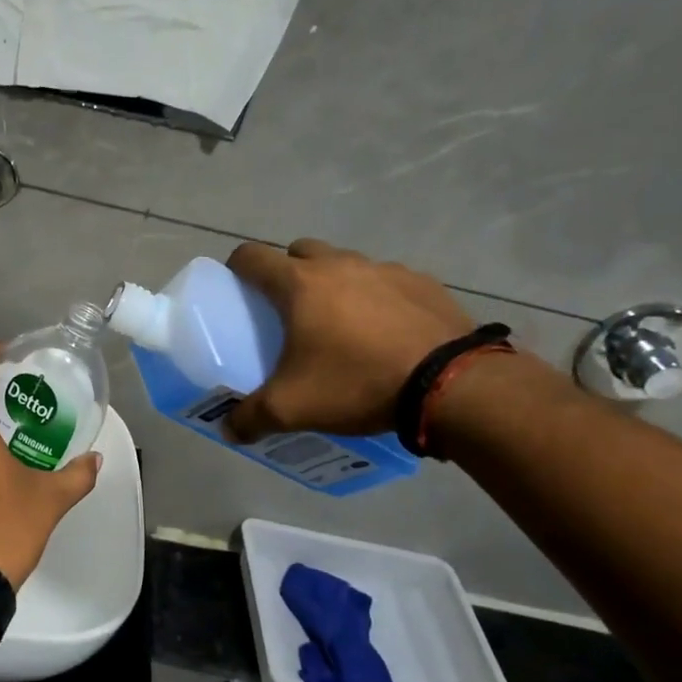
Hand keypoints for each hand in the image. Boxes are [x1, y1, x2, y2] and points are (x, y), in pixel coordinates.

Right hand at [225, 239, 473, 440]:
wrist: (452, 385)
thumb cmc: (358, 383)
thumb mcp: (293, 408)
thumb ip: (252, 417)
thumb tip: (229, 429)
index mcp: (299, 284)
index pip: (251, 256)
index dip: (236, 268)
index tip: (236, 289)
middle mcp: (339, 265)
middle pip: (299, 252)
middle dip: (288, 272)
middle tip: (289, 311)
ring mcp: (385, 269)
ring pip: (345, 264)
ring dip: (334, 284)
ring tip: (342, 325)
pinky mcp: (423, 283)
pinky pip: (386, 281)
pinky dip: (377, 297)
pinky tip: (386, 332)